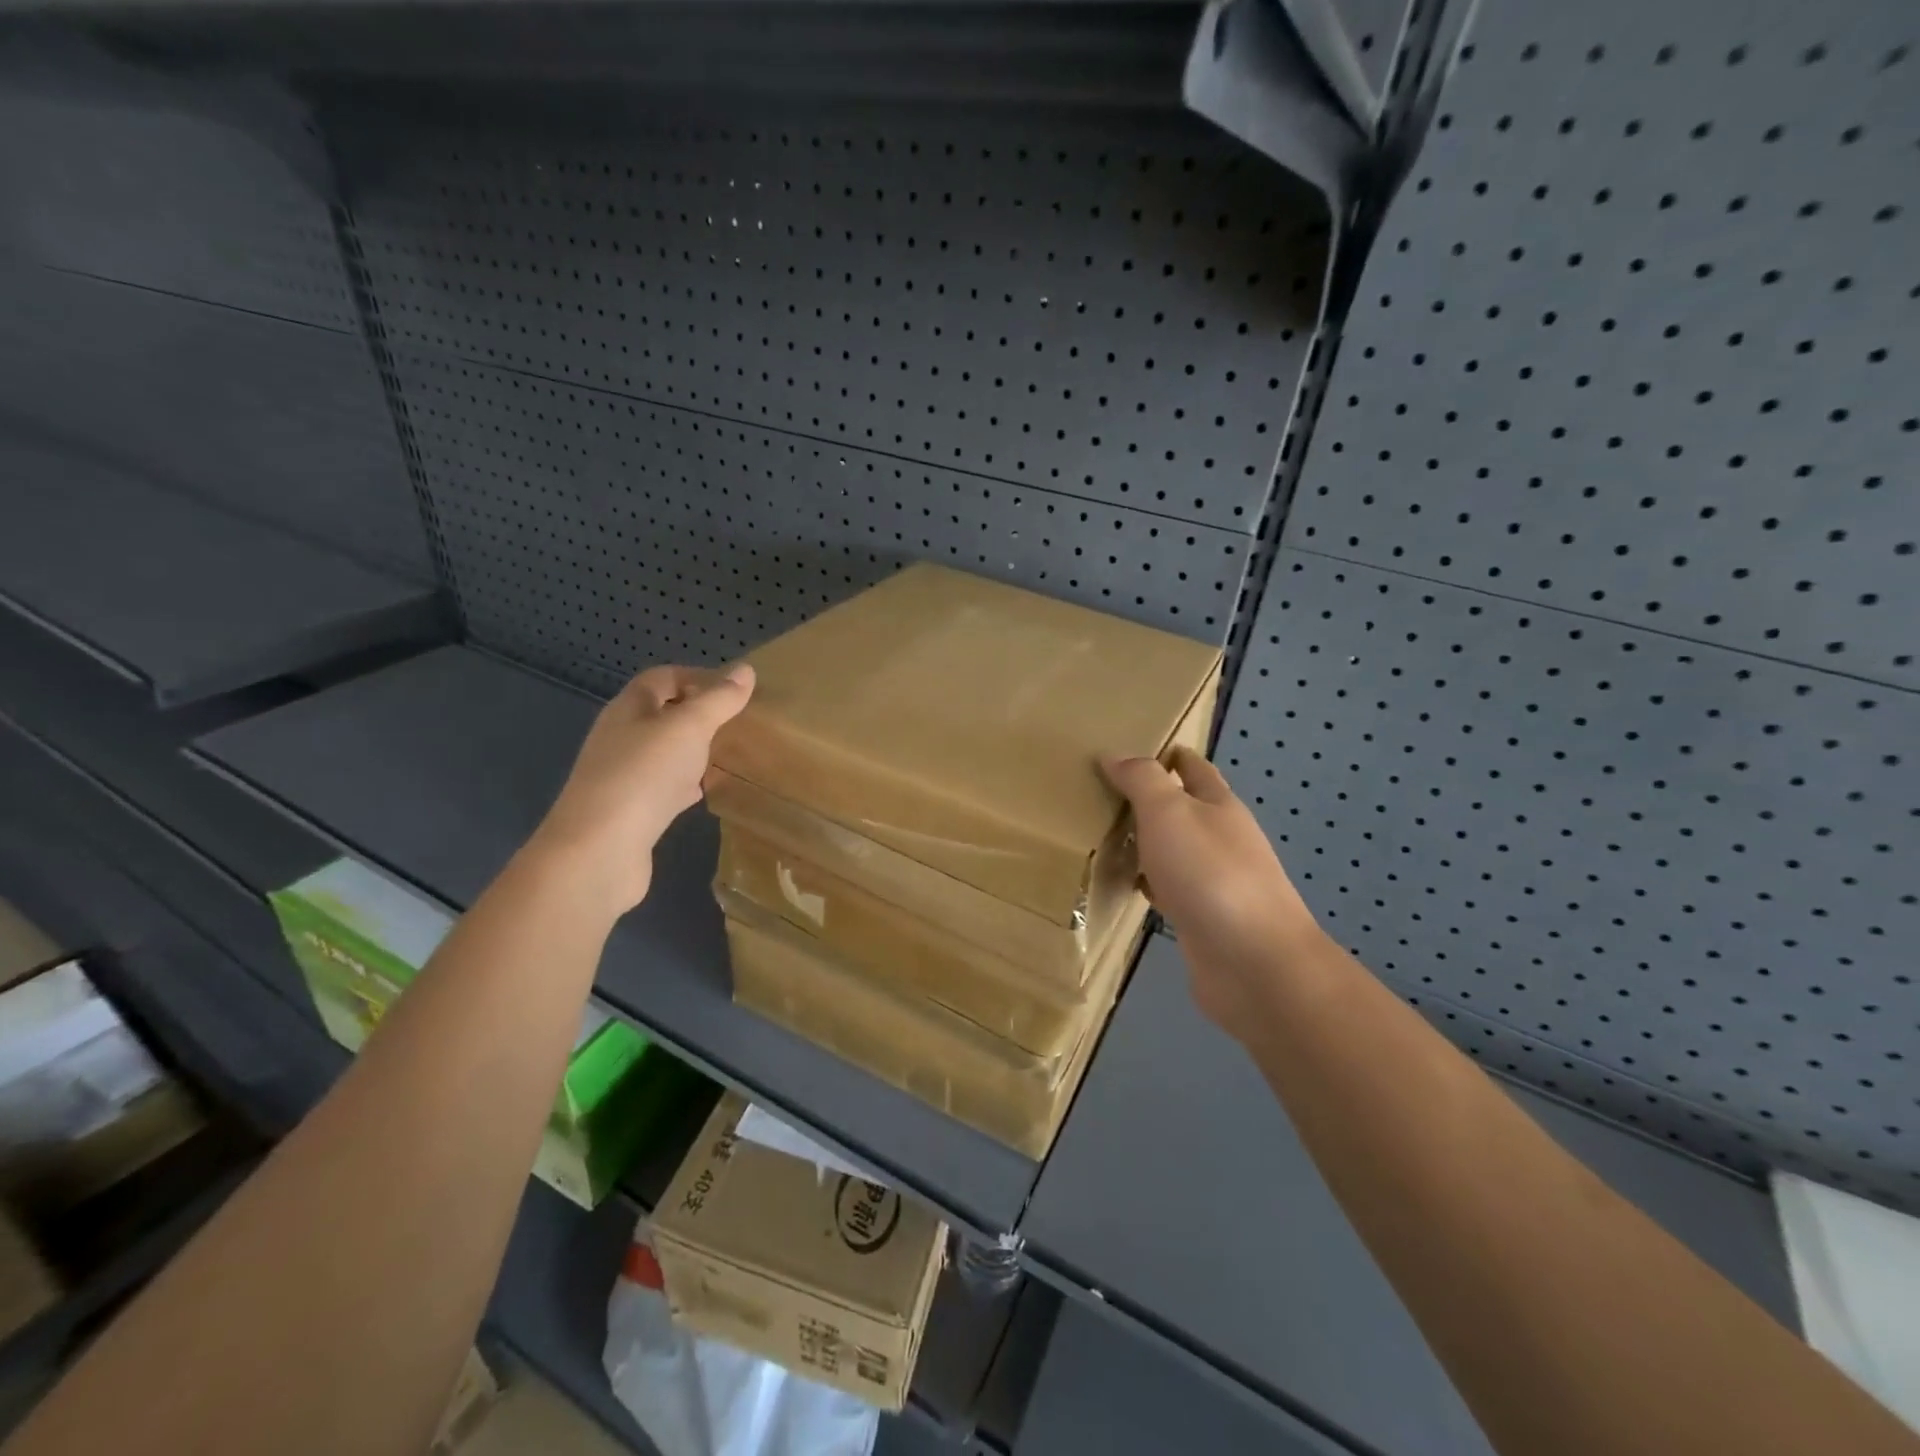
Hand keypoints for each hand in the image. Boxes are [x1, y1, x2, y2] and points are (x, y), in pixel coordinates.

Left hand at [527, 663, 754, 919]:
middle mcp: (621, 737)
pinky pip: (663, 787)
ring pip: (664, 752)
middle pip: (662, 714)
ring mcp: (623, 776)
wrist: (599, 851)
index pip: (663, 678)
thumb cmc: (643, 776)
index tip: (736, 689)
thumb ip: (718, 700)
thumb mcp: (689, 728)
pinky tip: (706, 791)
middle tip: (739, 721)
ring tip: (729, 753)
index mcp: (629, 709)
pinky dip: (686, 784)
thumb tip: (746, 670)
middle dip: (699, 714)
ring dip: (694, 750)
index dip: (698, 677)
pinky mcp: (631, 812)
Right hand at [1101, 747, 1321, 1030]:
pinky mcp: (1203, 919)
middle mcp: (1222, 840)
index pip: (1194, 769)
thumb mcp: (1170, 812)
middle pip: (1185, 809)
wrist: (1252, 963)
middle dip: (1152, 798)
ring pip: (1174, 850)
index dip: (1170, 755)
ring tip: (1104, 833)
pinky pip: (1169, 888)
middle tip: (1104, 790)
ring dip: (1147, 841)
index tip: (1135, 747)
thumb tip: (1115, 754)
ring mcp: (1215, 882)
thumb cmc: (1210, 874)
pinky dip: (1148, 881)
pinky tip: (1125, 884)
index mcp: (1220, 806)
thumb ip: (1142, 780)